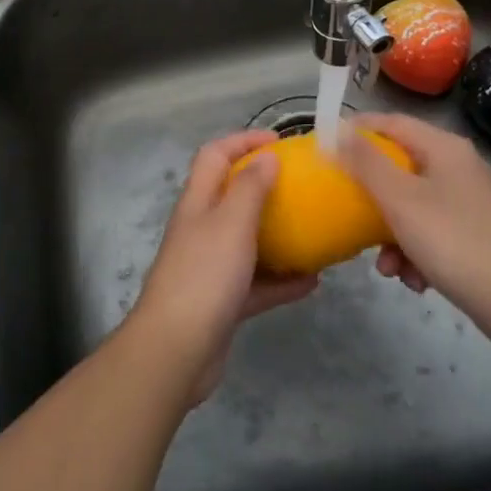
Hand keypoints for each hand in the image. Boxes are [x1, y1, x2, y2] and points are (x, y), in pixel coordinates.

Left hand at [131, 130, 316, 403]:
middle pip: (231, 195)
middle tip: (302, 186)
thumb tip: (267, 156)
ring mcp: (211, 266)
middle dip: (265, 186)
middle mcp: (202, 229)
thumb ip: (250, 188)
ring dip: (278, 235)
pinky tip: (312, 282)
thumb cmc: (204, 276)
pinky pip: (257, 282)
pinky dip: (282, 280)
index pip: (215, 155)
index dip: (243, 140)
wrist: (176, 351)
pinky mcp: (222, 302)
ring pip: (247, 240)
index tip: (280, 141)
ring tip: (314, 231)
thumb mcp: (231, 223)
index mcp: (198, 202)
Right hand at [341, 113, 490, 336]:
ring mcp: (472, 202)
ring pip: (415, 205)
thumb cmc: (452, 240)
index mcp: (446, 148)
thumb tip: (340, 131)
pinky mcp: (477, 234)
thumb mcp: (400, 199)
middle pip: (402, 168)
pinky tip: (414, 280)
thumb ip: (366, 163)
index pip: (393, 122)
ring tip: (387, 267)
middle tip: (349, 211)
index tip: (328, 146)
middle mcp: (461, 167)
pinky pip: (433, 231)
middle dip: (374, 197)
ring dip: (392, 234)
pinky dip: (417, 252)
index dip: (359, 130)